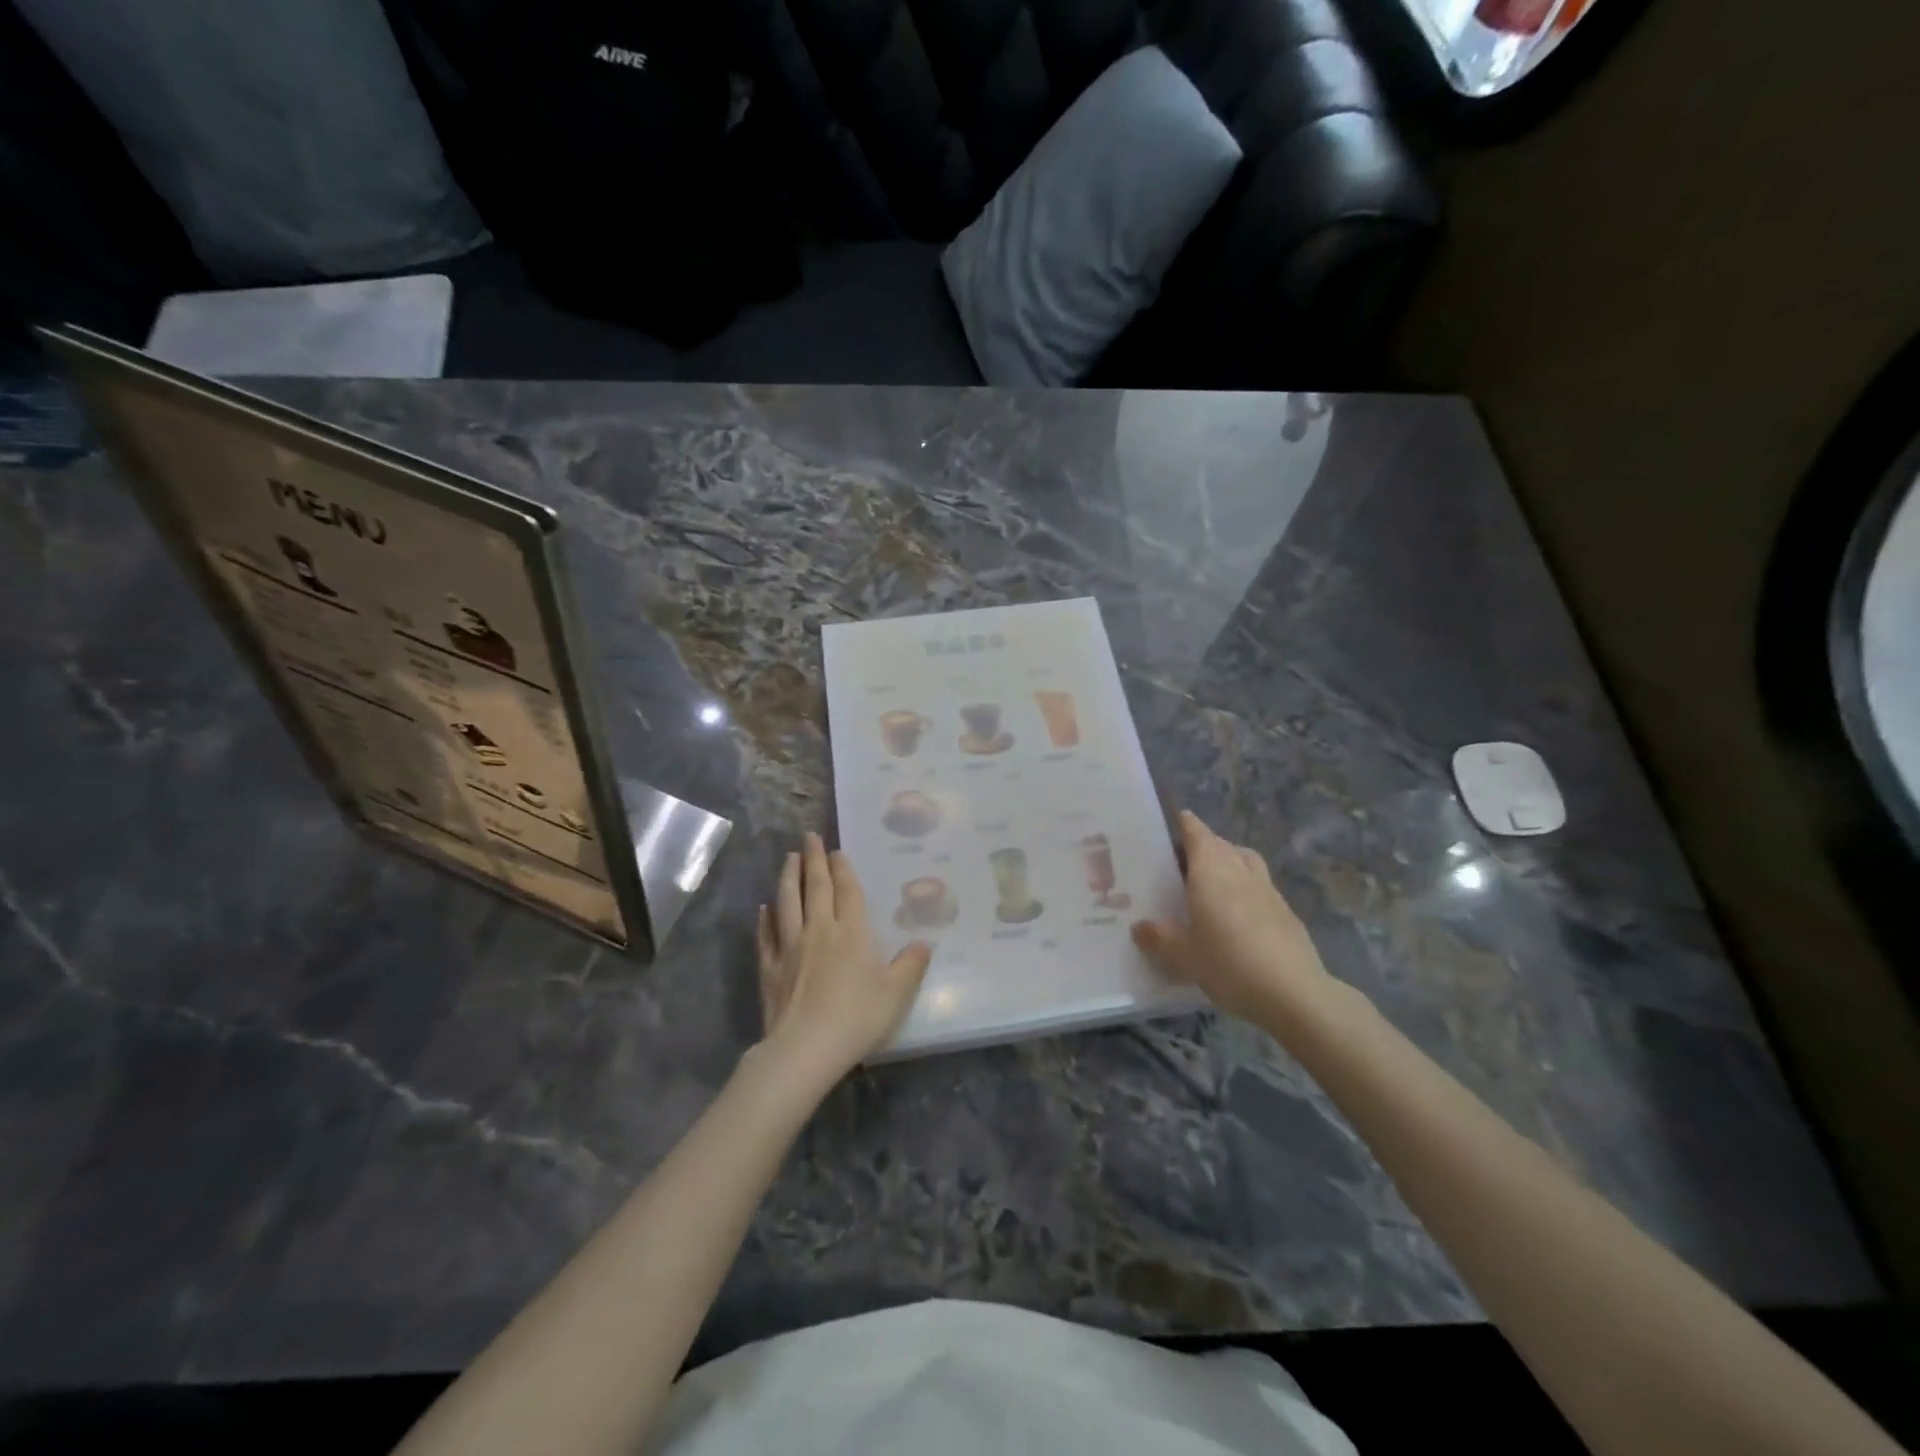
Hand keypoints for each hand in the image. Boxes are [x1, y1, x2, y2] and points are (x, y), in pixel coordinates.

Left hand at [755, 833, 932, 1083]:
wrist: (806, 1047)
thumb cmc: (857, 1017)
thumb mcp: (897, 993)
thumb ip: (911, 965)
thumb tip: (925, 943)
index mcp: (852, 932)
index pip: (847, 891)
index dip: (843, 869)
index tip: (836, 850)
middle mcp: (820, 930)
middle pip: (815, 888)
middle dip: (813, 860)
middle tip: (809, 836)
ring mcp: (791, 947)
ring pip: (787, 903)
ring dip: (787, 878)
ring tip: (788, 858)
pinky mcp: (770, 968)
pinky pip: (766, 936)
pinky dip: (765, 920)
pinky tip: (763, 909)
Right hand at [1132, 810, 1337, 1026]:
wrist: (1293, 992)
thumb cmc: (1227, 963)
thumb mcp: (1182, 955)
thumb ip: (1159, 937)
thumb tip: (1139, 927)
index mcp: (1210, 871)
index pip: (1197, 833)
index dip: (1186, 824)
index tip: (1177, 818)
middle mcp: (1239, 871)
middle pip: (1222, 844)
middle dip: (1205, 844)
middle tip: (1184, 859)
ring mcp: (1268, 890)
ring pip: (1246, 861)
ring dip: (1230, 860)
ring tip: (1215, 879)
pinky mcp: (1287, 912)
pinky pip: (1261, 887)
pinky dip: (1248, 888)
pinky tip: (1240, 914)